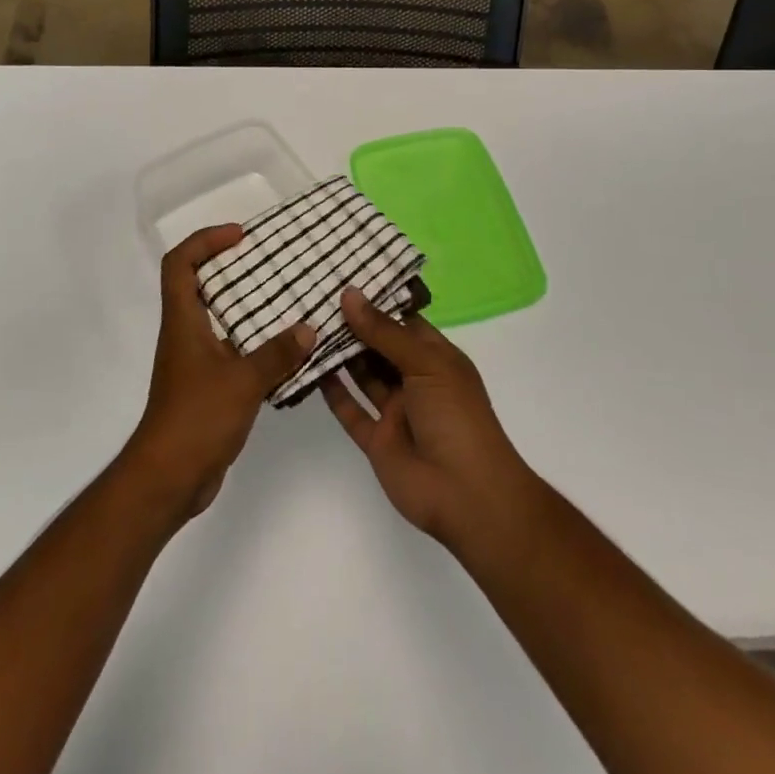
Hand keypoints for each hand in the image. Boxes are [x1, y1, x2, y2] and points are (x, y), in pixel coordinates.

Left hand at [124, 225, 314, 521]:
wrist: (168, 480)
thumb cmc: (196, 419)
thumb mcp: (242, 382)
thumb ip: (277, 354)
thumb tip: (309, 328)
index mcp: (183, 322)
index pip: (180, 263)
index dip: (205, 241)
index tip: (240, 236)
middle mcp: (186, 334)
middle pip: (201, 285)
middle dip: (233, 267)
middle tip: (272, 262)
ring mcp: (196, 362)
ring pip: (221, 319)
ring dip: (249, 307)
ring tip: (289, 299)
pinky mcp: (209, 386)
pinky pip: (234, 351)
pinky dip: (257, 344)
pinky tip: (288, 350)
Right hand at [321, 289, 543, 551]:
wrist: (467, 495)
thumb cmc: (456, 417)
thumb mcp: (426, 364)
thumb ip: (384, 332)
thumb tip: (350, 294)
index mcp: (436, 357)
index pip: (404, 321)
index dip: (378, 301)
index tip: (344, 278)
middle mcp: (415, 379)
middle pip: (380, 346)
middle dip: (353, 325)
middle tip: (316, 297)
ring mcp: (396, 410)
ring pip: (363, 375)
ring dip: (340, 354)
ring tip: (308, 325)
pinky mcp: (378, 440)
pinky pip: (351, 411)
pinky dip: (333, 392)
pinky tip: (311, 369)